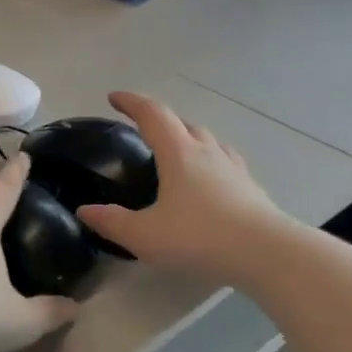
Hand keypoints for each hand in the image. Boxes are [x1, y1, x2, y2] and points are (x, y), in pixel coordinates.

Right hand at [76, 93, 286, 286]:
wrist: (267, 253)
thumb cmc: (200, 237)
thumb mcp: (145, 235)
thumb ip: (112, 222)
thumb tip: (85, 210)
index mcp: (179, 154)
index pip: (153, 115)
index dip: (131, 102)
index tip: (114, 97)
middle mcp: (207, 153)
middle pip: (183, 123)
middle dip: (160, 120)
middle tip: (143, 128)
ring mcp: (233, 169)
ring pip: (208, 140)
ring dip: (188, 137)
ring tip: (177, 150)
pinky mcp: (251, 188)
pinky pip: (225, 162)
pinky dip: (210, 161)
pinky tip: (210, 179)